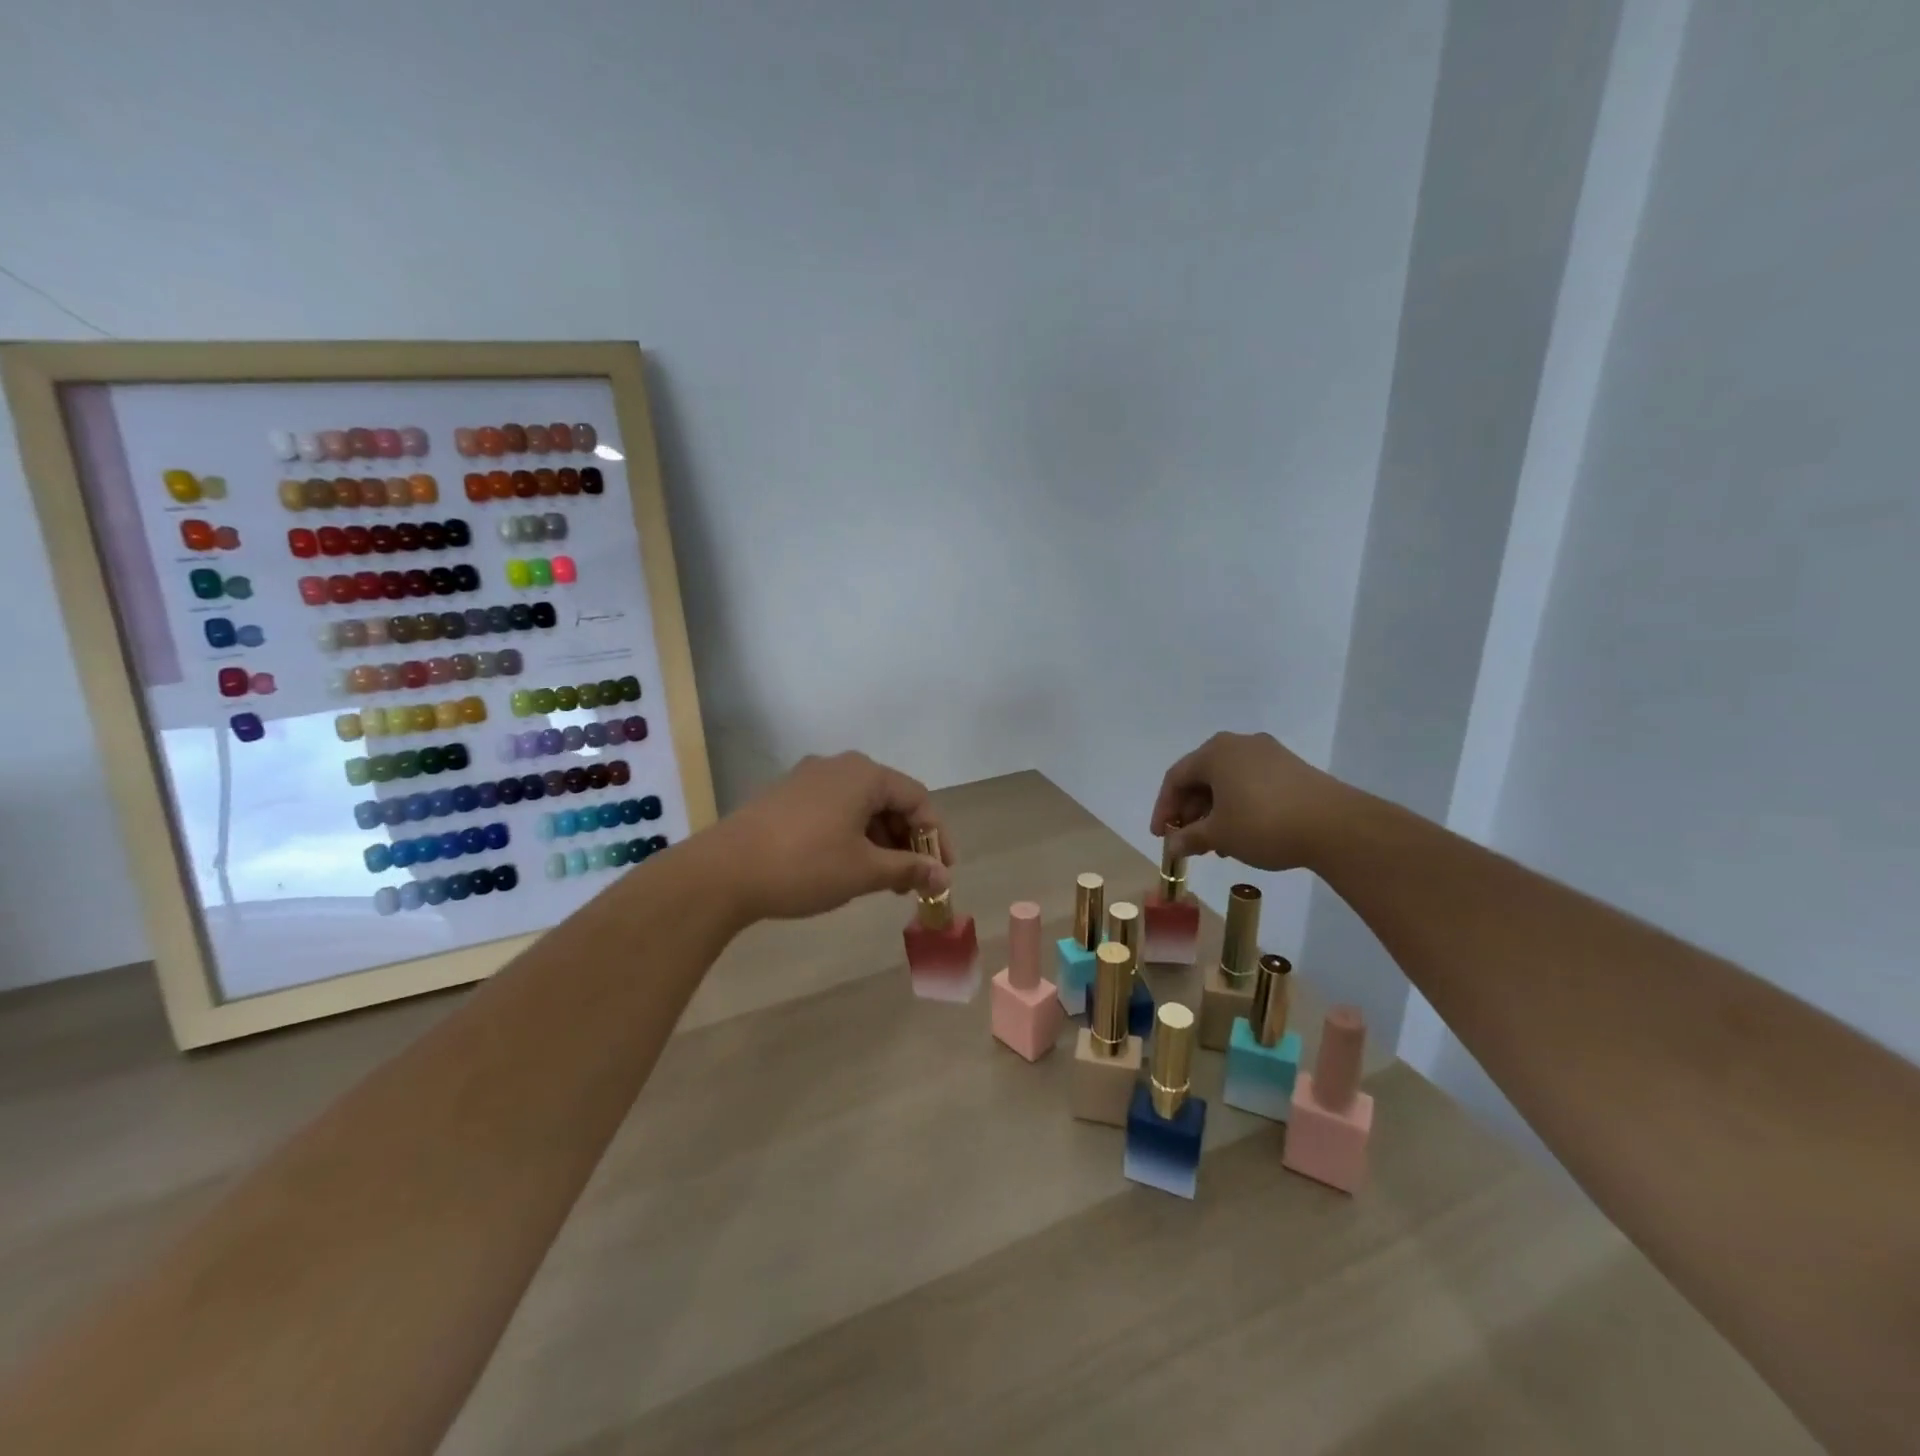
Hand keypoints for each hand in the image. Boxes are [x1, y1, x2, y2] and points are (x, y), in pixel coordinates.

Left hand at [708, 752, 953, 920]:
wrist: (723, 872)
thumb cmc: (805, 865)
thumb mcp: (864, 871)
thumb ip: (909, 869)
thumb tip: (943, 877)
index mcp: (864, 774)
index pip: (917, 799)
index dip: (936, 836)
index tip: (942, 873)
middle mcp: (838, 766)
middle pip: (889, 799)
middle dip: (906, 841)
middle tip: (912, 881)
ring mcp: (808, 778)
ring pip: (860, 806)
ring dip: (879, 841)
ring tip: (881, 881)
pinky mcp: (785, 796)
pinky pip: (834, 810)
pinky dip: (851, 836)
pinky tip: (847, 867)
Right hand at [1149, 731, 1350, 870]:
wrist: (1335, 826)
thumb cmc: (1263, 824)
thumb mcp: (1219, 835)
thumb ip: (1189, 837)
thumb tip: (1172, 845)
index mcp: (1215, 752)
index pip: (1176, 778)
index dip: (1164, 809)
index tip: (1160, 837)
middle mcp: (1239, 744)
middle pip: (1202, 777)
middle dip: (1191, 812)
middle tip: (1188, 842)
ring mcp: (1269, 754)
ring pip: (1227, 782)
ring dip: (1214, 812)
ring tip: (1216, 845)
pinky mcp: (1291, 768)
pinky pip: (1251, 784)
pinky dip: (1238, 806)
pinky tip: (1242, 834)